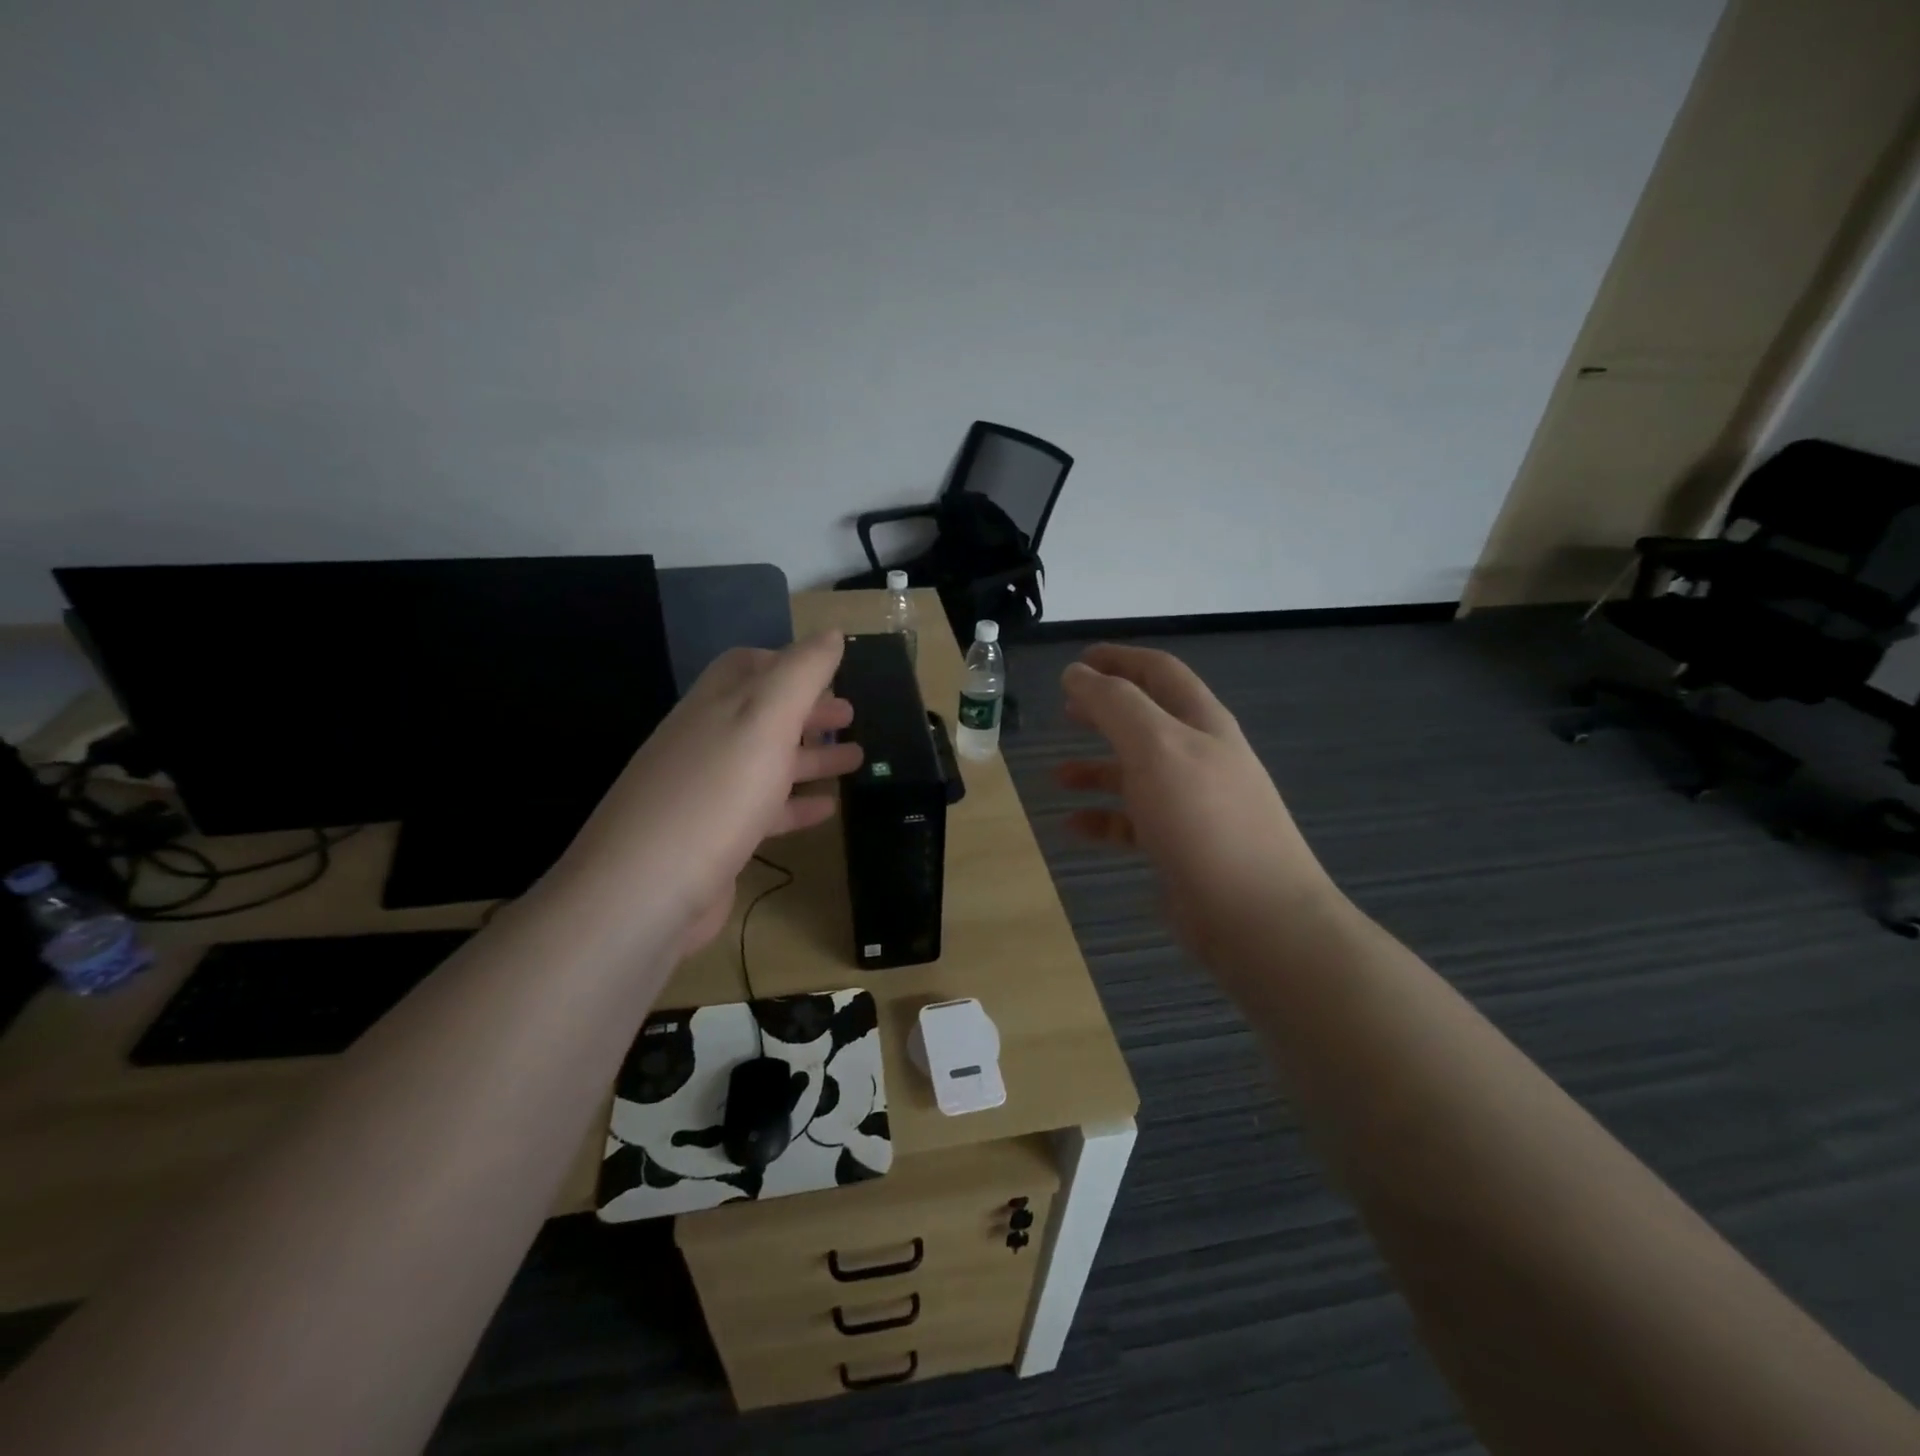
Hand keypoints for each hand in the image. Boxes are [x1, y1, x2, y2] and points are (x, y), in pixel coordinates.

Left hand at [553, 631, 862, 959]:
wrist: (645, 892)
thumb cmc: (714, 794)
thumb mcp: (764, 720)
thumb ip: (801, 673)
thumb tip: (830, 634)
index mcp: (715, 705)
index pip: (747, 666)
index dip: (788, 661)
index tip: (830, 669)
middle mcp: (706, 742)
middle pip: (762, 714)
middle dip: (807, 710)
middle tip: (851, 714)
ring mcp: (707, 792)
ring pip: (767, 762)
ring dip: (810, 756)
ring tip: (856, 759)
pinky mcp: (714, 838)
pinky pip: (763, 810)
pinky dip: (796, 804)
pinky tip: (827, 809)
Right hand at [1056, 644, 1337, 968]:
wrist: (1255, 916)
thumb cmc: (1202, 820)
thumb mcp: (1155, 747)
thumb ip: (1114, 704)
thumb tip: (1077, 673)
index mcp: (1201, 723)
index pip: (1159, 672)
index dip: (1118, 659)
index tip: (1076, 661)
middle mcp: (1200, 757)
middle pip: (1147, 720)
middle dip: (1105, 710)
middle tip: (1064, 709)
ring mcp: (1192, 804)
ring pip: (1136, 773)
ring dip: (1097, 768)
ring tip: (1057, 774)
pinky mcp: (1181, 846)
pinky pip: (1133, 822)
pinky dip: (1102, 819)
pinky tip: (1073, 827)